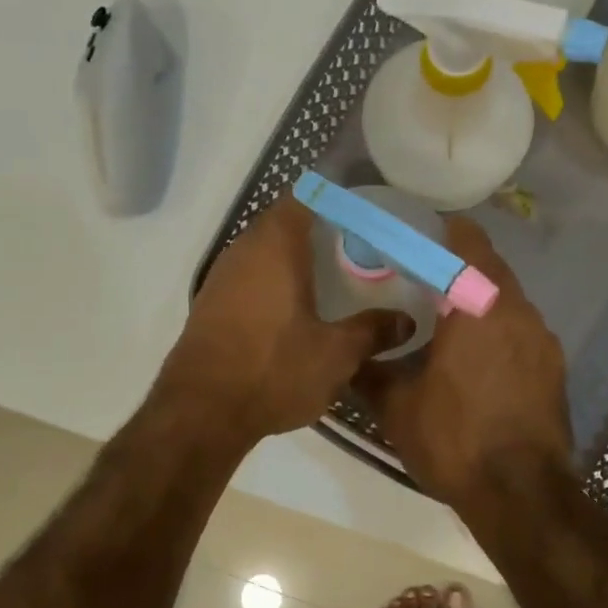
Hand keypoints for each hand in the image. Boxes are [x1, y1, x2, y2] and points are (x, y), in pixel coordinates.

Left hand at [156, 195, 405, 448]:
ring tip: (336, 273)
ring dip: (297, 256)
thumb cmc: (273, 370)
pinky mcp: (212, 304)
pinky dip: (278, 280)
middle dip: (322, 228)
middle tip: (361, 243)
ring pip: (267, 250)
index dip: (337, 195)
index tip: (367, 208)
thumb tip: (406, 321)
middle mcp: (244, 249)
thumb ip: (373, 331)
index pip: (307, 195)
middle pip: (286, 221)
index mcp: (276, 245)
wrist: (201, 413)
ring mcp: (223, 276)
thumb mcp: (336, 354)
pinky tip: (300, 306)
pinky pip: (252, 276)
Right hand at [360, 218, 572, 508]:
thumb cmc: (455, 440)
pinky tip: (478, 363)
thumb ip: (370, 372)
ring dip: (482, 303)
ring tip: (449, 323)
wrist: (522, 495)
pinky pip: (523, 333)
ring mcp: (543, 341)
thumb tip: (349, 358)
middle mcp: (518, 312)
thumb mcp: (397, 408)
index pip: (469, 243)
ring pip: (510, 303)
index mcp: (478, 306)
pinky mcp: (555, 370)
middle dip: (461, 268)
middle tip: (426, 281)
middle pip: (492, 270)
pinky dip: (501, 333)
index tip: (425, 234)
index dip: (448, 231)